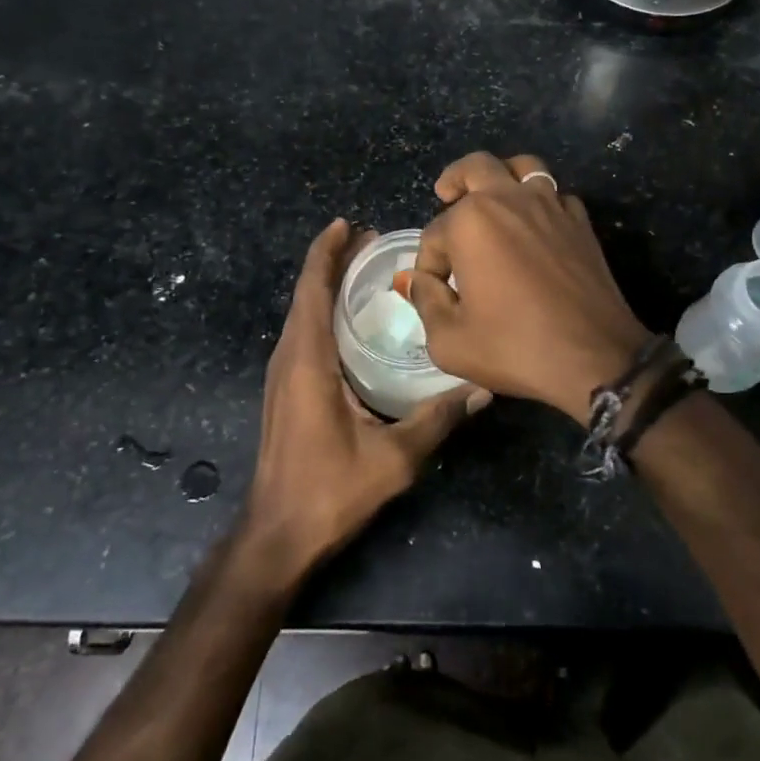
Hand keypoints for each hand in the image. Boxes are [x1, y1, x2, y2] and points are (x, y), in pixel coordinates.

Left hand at [244, 218, 489, 578]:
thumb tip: (482, 387)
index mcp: (307, 360)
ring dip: (327, 284)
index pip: (312, 289)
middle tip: (373, 240)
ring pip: (303, 313)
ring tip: (365, 269)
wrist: (276, 536)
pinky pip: (304, 333)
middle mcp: (289, 357)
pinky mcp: (286, 389)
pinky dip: (324, 310)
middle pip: (307, 293)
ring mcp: (283, 374)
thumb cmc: (329, 491)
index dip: (327, 252)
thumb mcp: (393, 457)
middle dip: (334, 261)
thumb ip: (437, 419)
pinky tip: (352, 320)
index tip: (349, 224)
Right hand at [408, 152, 651, 424]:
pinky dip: (539, 201)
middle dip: (454, 180)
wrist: (595, 358)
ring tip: (492, 195)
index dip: (427, 264)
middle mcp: (509, 200)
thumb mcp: (450, 340)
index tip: (433, 290)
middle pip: (475, 167)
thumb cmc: (515, 347)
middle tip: (445, 194)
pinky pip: (555, 195)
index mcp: (471, 221)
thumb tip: (415, 280)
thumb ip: (425, 301)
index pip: (434, 234)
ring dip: (501, 175)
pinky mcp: (580, 221)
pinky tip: (534, 226)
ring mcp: (550, 205)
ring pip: (523, 167)